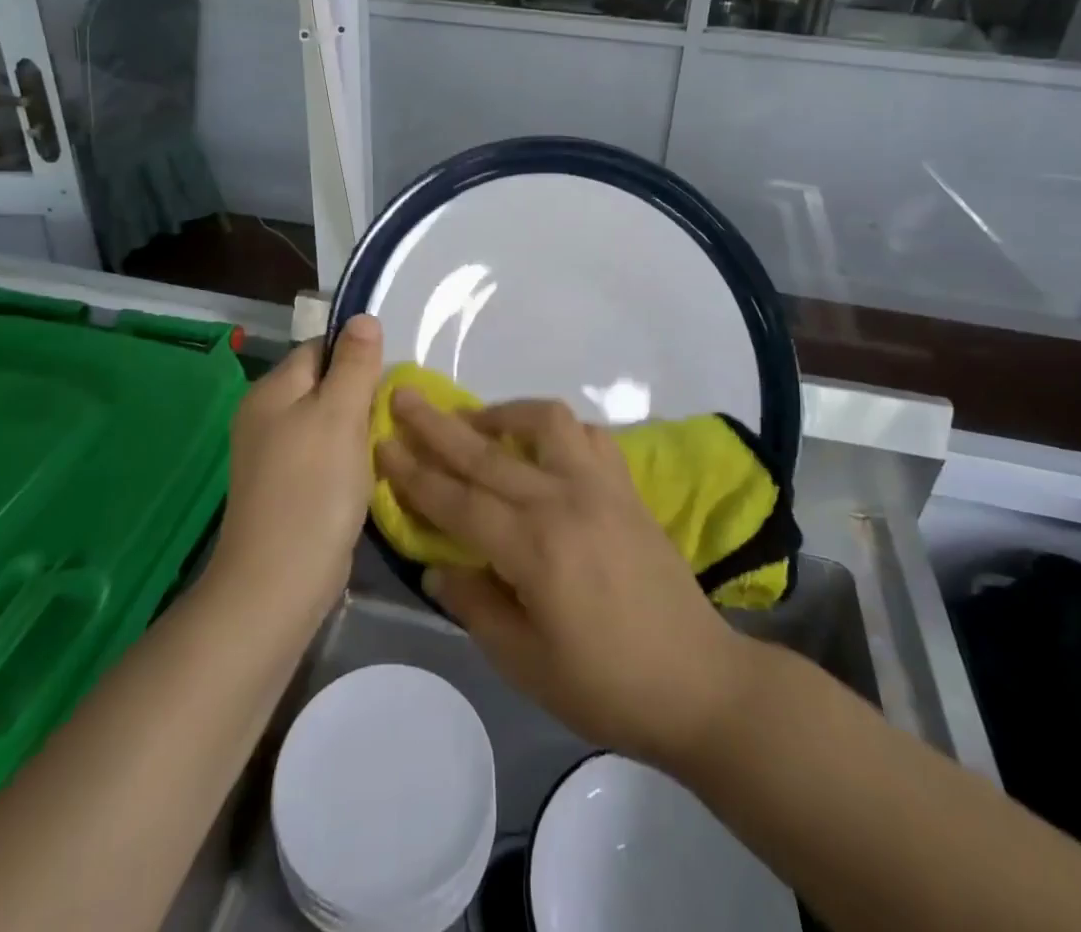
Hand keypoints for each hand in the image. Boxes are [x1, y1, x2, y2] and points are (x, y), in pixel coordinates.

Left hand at [212, 316, 382, 615]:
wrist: (279, 581)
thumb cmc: (313, 488)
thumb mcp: (340, 415)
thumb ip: (354, 364)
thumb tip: (363, 317)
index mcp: (272, 390)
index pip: (320, 348)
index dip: (357, 356)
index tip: (390, 379)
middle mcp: (265, 415)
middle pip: (323, 384)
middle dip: (360, 394)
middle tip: (395, 413)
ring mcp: (273, 454)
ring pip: (326, 422)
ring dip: (357, 429)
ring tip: (387, 443)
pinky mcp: (285, 487)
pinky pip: (322, 454)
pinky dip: (346, 458)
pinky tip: (367, 473)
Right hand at [378, 395, 746, 768]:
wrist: (698, 682)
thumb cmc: (606, 685)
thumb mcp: (525, 664)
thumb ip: (476, 605)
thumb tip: (438, 566)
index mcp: (534, 548)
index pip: (458, 500)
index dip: (414, 473)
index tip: (382, 441)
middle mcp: (564, 500)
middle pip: (488, 452)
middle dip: (438, 424)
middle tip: (404, 395)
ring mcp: (601, 486)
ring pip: (545, 422)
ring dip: (503, 413)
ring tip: (476, 421)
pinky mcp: (627, 487)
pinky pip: (589, 436)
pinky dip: (558, 430)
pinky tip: (541, 445)